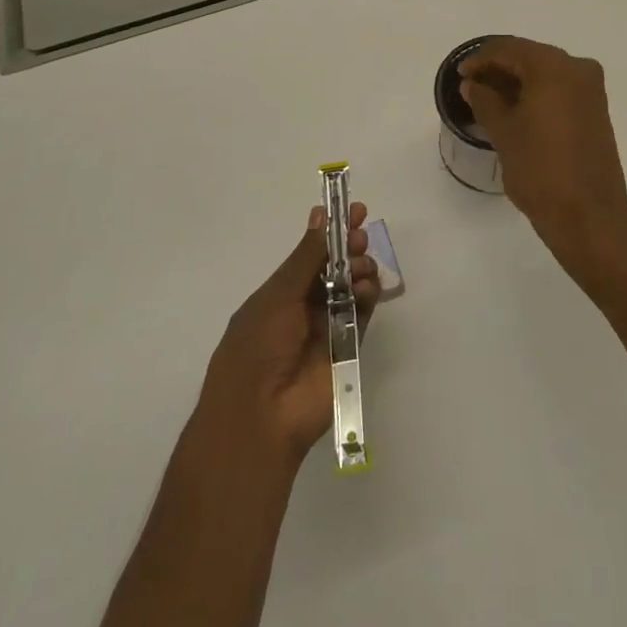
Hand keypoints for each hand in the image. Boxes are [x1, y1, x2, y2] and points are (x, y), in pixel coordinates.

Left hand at [199, 202, 380, 466]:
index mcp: (279, 295)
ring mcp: (326, 329)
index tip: (351, 210)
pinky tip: (368, 284)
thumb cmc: (257, 347)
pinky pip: (362, 315)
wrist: (261, 416)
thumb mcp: (278, 296)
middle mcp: (303, 308)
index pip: (309, 255)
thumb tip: (321, 216)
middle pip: (333, 269)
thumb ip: (306, 258)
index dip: (330, 232)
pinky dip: (368, 296)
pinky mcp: (347, 349)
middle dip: (349, 246)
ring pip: (350, 288)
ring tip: (361, 264)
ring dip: (359, 268)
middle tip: (361, 234)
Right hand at [459, 36, 626, 278]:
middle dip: (498, 69)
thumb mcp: (504, 132)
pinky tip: (513, 110)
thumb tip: (472, 84)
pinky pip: (559, 90)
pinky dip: (535, 94)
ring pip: (545, 74)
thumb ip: (484, 100)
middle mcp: (578, 69)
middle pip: (529, 57)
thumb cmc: (540, 169)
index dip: (480, 59)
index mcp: (554, 67)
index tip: (460, 75)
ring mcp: (591, 90)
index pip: (509, 49)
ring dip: (516, 82)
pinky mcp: (595, 111)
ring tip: (487, 100)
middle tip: (471, 86)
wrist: (588, 215)